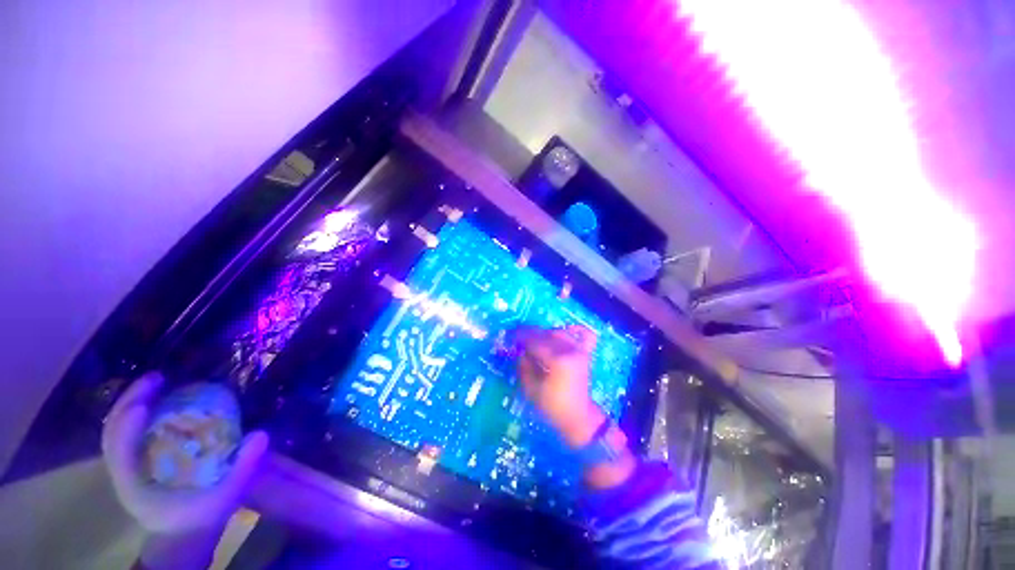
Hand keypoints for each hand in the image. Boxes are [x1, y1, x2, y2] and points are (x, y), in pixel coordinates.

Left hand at [102, 371, 268, 535]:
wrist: (183, 537)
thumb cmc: (201, 519)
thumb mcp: (226, 497)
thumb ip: (243, 468)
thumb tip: (261, 433)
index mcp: (136, 487)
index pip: (120, 452)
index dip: (129, 424)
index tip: (149, 399)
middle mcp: (123, 474)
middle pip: (112, 434)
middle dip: (129, 402)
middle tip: (157, 378)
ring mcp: (125, 469)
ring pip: (115, 431)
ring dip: (130, 404)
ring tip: (155, 383)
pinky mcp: (134, 464)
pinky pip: (127, 434)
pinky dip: (135, 414)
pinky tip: (155, 402)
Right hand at [516, 325, 605, 447]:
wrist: (578, 417)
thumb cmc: (552, 406)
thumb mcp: (531, 388)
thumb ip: (524, 366)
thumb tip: (520, 350)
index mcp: (556, 360)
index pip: (534, 342)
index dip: (521, 337)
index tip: (510, 335)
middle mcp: (569, 350)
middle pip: (546, 334)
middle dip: (531, 334)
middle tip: (519, 338)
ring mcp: (579, 351)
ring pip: (560, 333)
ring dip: (546, 333)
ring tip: (536, 340)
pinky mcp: (585, 354)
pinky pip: (585, 335)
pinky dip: (576, 329)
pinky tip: (567, 329)